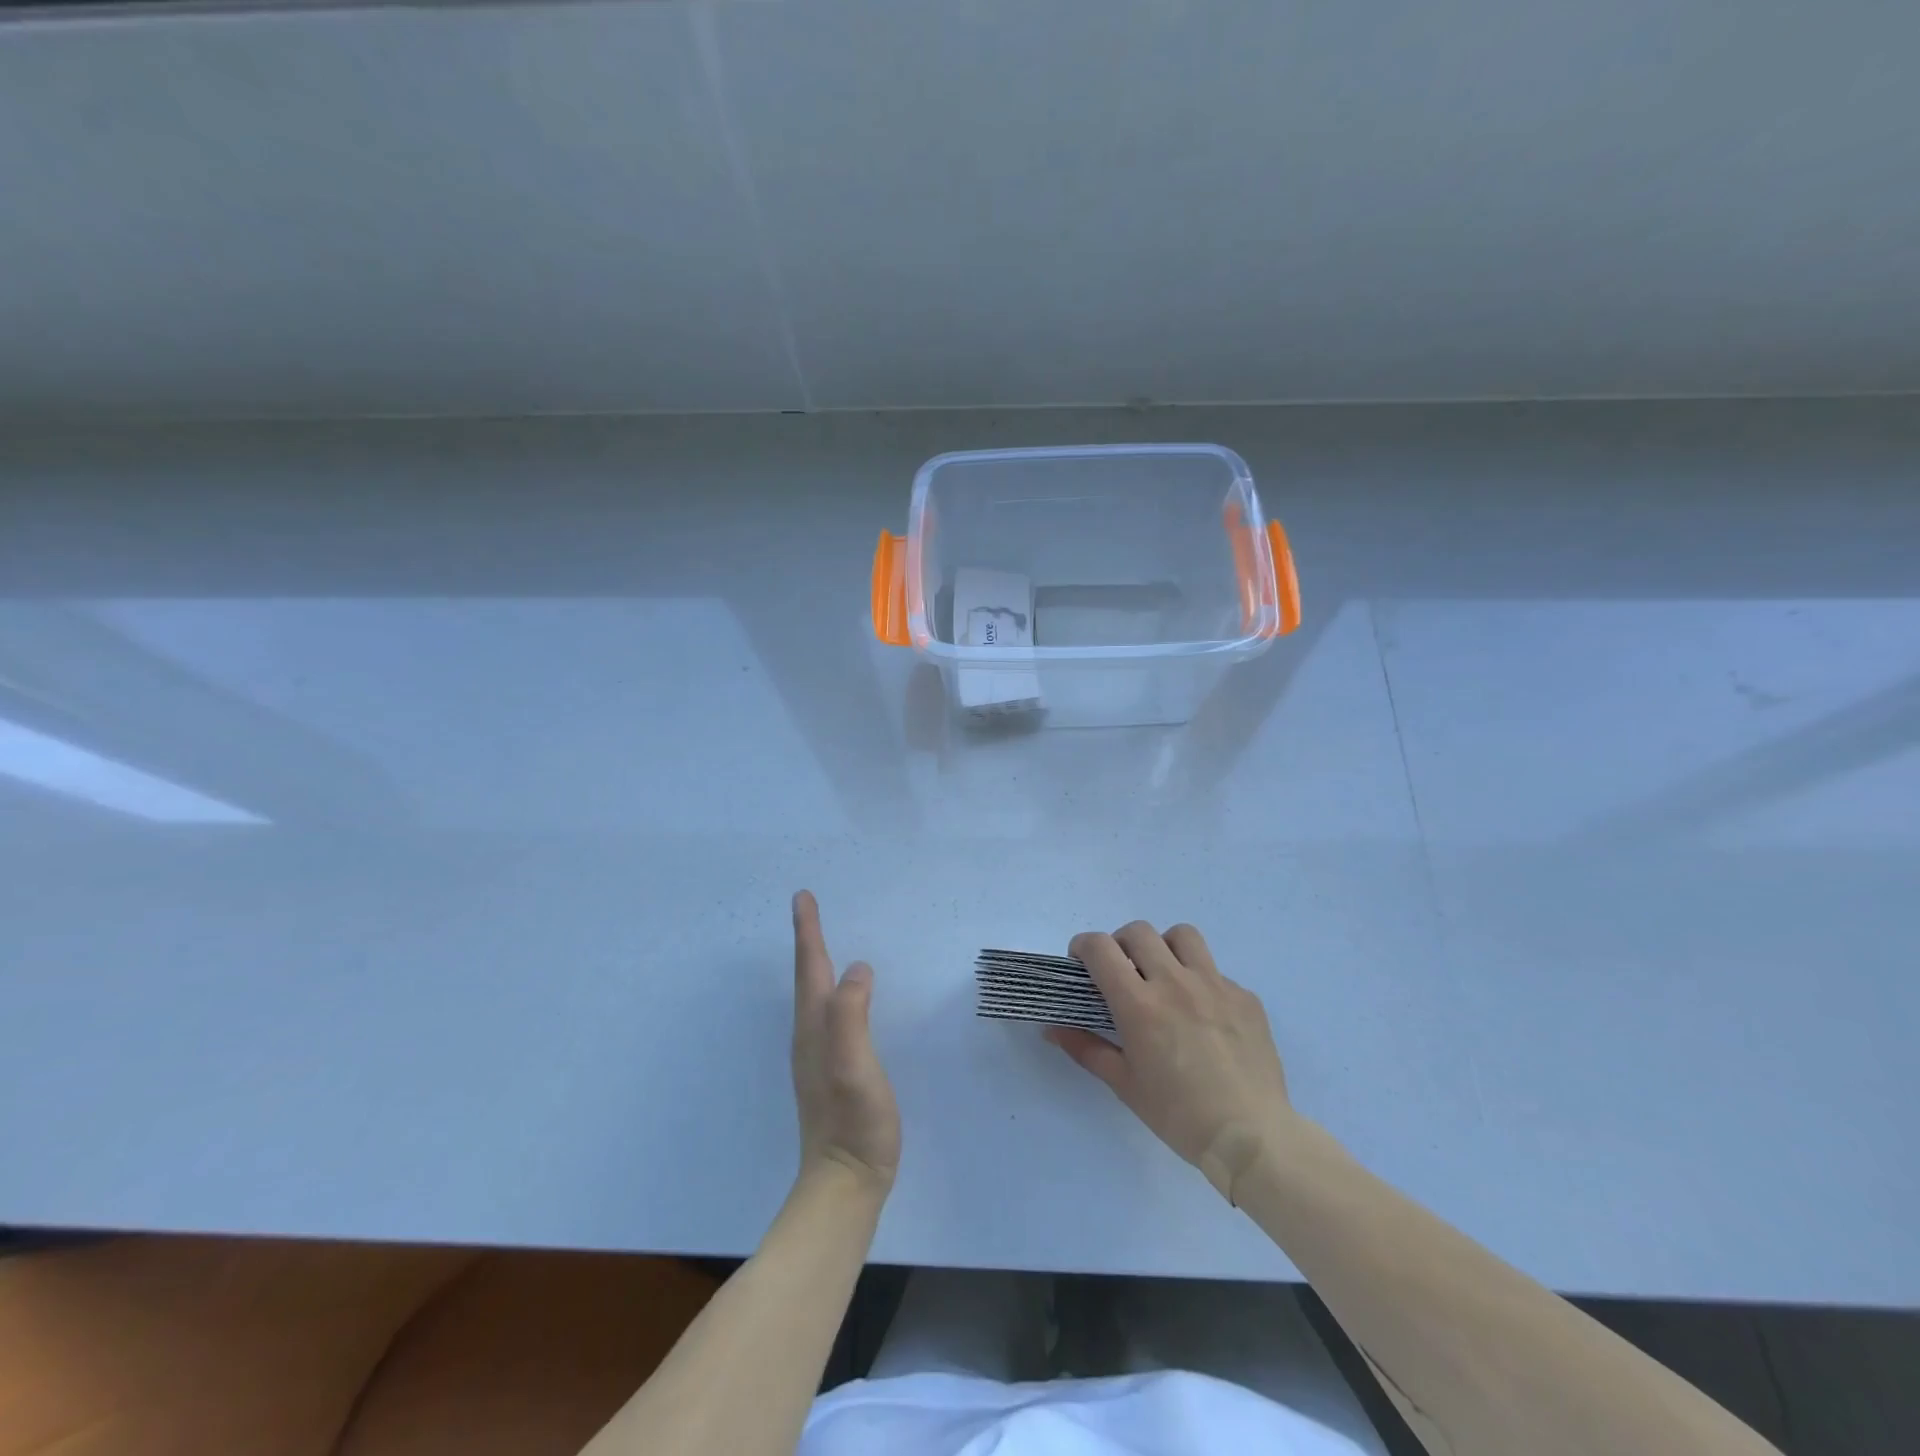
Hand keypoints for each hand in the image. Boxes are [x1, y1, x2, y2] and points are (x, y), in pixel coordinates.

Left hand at [790, 891, 900, 1193]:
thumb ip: (851, 1017)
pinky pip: (827, 1014)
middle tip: (809, 908)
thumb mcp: (854, 1067)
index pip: (810, 969)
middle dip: (808, 941)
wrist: (844, 1185)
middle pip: (807, 978)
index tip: (802, 897)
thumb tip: (857, 967)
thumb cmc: (854, 1124)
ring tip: (820, 942)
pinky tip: (840, 997)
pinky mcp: (831, 1071)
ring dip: (815, 964)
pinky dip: (829, 990)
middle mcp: (810, 1037)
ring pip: (814, 996)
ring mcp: (818, 1056)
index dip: (808, 932)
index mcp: (815, 1029)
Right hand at [1047, 921, 1295, 1202]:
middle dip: (1120, 944)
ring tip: (1164, 976)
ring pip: (1183, 936)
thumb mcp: (1124, 1084)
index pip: (1100, 948)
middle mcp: (1175, 982)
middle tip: (1122, 972)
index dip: (1083, 947)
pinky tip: (1204, 1016)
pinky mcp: (1245, 997)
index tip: (1081, 963)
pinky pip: (1217, 972)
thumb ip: (1086, 1049)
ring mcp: (1215, 985)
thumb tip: (1052, 1030)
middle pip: (1139, 932)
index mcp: (1140, 1004)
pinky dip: (1201, 982)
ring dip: (1164, 947)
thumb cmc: (1178, 1115)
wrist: (1251, 1137)